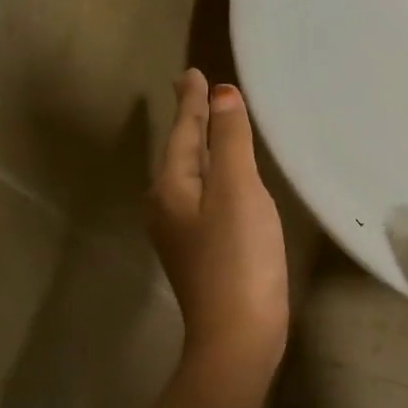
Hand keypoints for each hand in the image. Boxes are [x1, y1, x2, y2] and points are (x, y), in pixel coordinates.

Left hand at [148, 70, 288, 391]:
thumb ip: (231, 141)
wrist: (239, 334)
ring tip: (212, 128)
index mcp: (172, 188)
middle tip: (197, 91)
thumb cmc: (239, 257)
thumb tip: (222, 95)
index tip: (193, 73)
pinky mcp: (201, 252)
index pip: (184, 133)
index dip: (192, 102)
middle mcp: (168, 207)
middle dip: (191, 122)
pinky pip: (204, 198)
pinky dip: (215, 177)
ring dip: (202, 148)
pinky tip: (226, 182)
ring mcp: (182, 234)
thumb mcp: (238, 190)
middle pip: (182, 153)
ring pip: (191, 177)